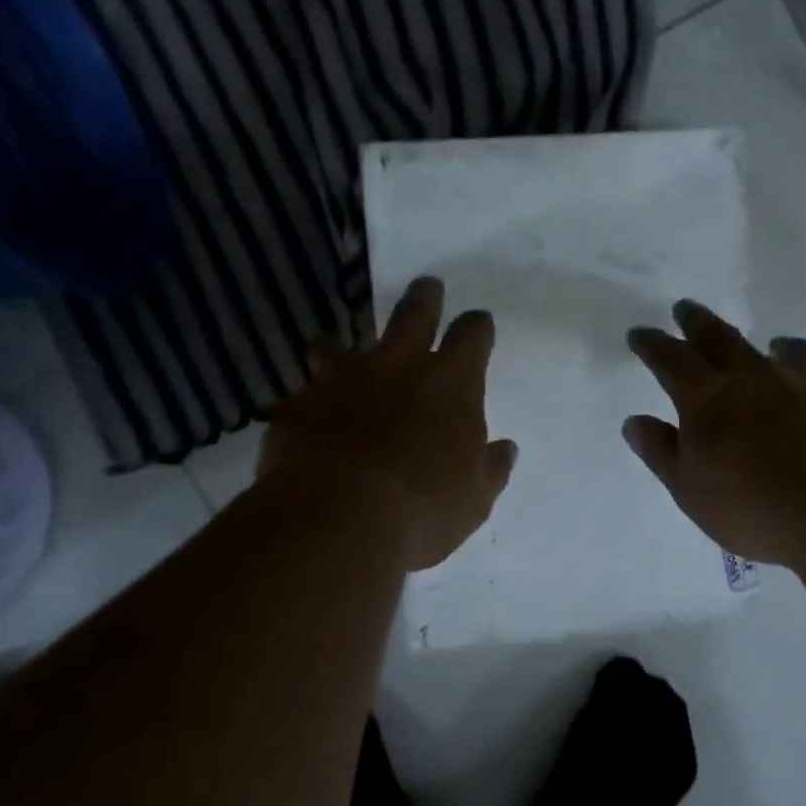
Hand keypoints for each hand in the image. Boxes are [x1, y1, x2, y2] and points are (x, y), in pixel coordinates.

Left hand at [261, 278, 516, 570]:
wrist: (339, 520)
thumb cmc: (424, 509)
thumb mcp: (474, 499)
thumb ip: (490, 468)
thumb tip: (505, 448)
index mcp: (451, 385)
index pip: (472, 336)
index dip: (477, 327)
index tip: (478, 323)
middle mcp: (398, 368)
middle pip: (413, 314)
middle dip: (423, 298)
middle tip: (426, 286)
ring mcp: (343, 381)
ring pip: (338, 344)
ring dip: (339, 346)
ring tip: (333, 347)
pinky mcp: (299, 405)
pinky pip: (301, 395)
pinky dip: (306, 403)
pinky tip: (303, 419)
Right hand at [624, 301, 805, 568]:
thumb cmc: (751, 507)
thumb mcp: (688, 489)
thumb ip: (661, 452)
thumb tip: (635, 422)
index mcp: (708, 398)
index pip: (671, 359)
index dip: (652, 344)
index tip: (639, 333)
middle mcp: (755, 379)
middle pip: (721, 338)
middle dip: (698, 322)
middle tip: (685, 308)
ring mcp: (805, 387)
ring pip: (787, 351)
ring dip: (772, 344)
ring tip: (772, 344)